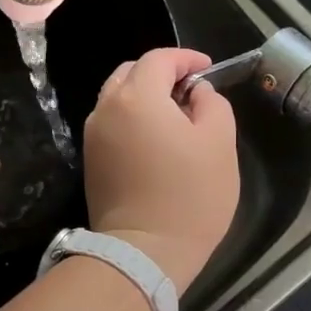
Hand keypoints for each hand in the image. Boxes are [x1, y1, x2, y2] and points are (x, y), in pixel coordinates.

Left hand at [84, 48, 238, 291]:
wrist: (144, 252)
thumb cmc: (190, 196)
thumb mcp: (219, 143)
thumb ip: (212, 104)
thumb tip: (196, 93)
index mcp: (136, 97)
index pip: (159, 59)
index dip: (186, 59)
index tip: (208, 70)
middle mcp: (106, 108)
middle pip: (131, 73)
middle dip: (161, 74)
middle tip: (191, 92)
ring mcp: (93, 136)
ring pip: (118, 98)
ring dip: (145, 97)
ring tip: (175, 117)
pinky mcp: (91, 161)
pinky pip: (112, 124)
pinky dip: (133, 119)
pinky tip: (156, 140)